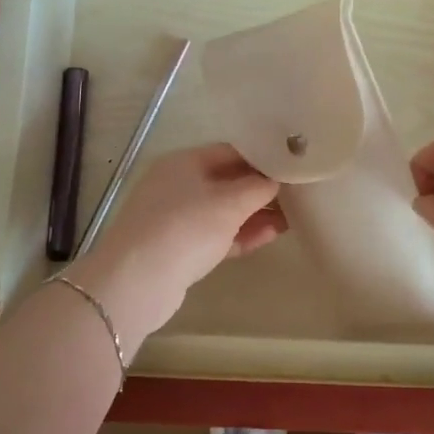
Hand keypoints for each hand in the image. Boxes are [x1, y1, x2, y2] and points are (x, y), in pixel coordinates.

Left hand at [70, 143, 285, 345]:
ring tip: (291, 218)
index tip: (292, 167)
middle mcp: (177, 184)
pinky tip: (270, 236)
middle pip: (227, 181)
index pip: (231, 151)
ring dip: (255, 215)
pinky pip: (216, 235)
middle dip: (261, 190)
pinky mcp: (178, 248)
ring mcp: (175, 218)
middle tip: (297, 195)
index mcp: (184, 162)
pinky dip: (240, 234)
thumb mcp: (230, 203)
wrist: (136, 281)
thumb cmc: (186, 228)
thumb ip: (258, 187)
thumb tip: (275, 180)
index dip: (263, 158)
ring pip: (223, 211)